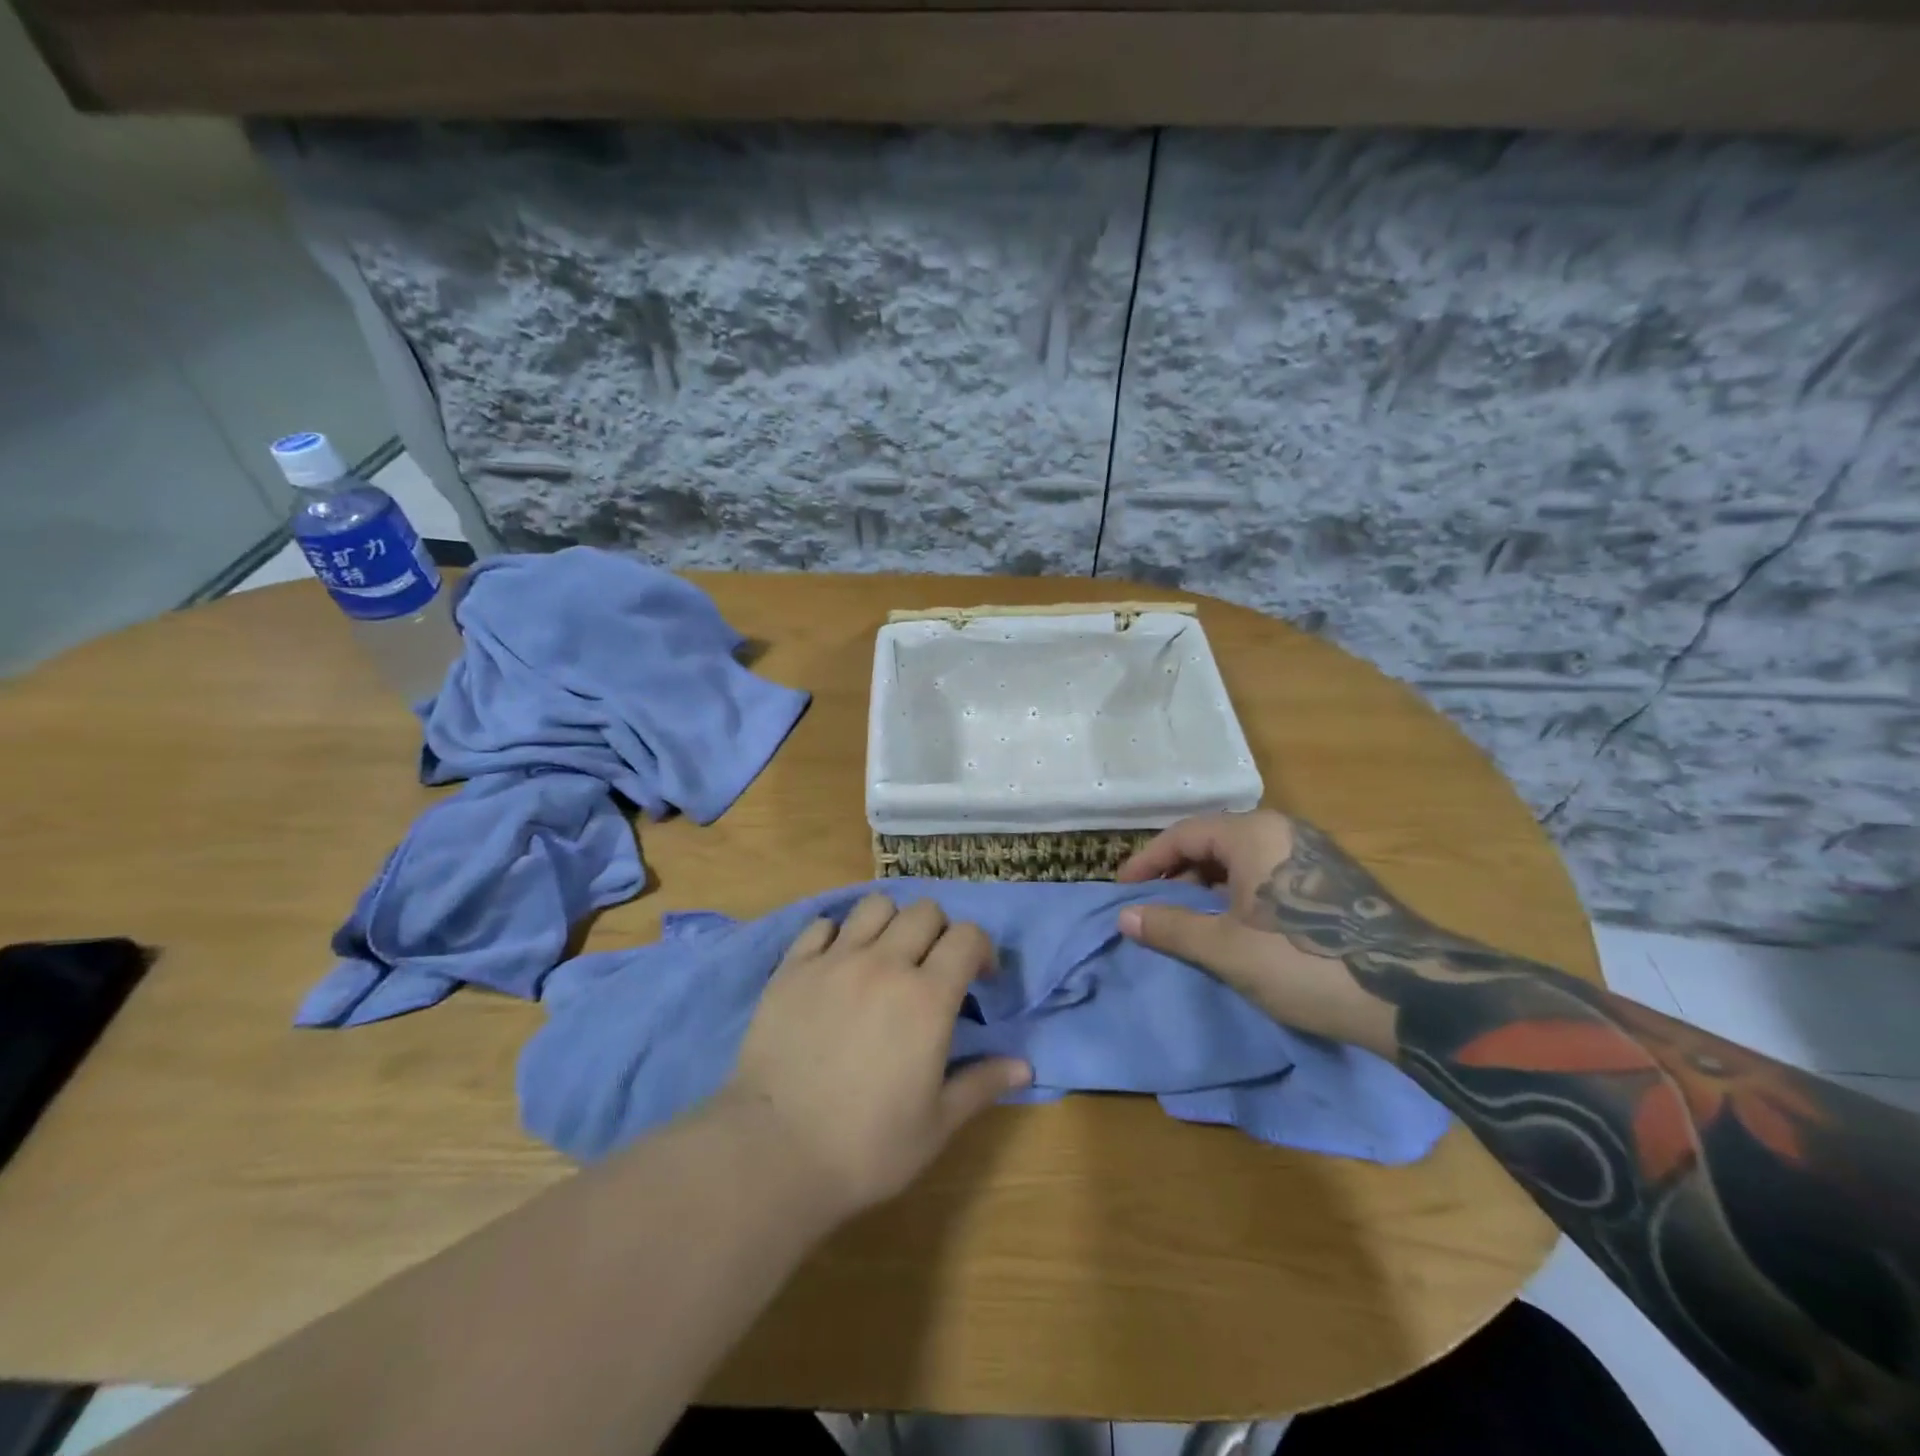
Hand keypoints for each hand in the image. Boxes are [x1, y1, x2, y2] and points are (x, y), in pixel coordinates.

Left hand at [718, 894, 1031, 1220]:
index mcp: (927, 997)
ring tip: (886, 956)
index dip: (981, 949)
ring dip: (891, 923)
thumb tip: (1024, 1066)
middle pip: (924, 911)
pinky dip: (838, 935)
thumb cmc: (866, 1146)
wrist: (774, 1153)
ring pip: (875, 906)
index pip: (967, 936)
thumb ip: (981, 1084)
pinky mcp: (792, 968)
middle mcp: (884, 964)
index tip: (980, 977)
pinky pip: (821, 926)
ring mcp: (834, 961)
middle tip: (933, 968)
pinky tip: (837, 964)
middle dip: (940, 932)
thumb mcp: (936, 1124)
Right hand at [1116, 810, 1397, 1056]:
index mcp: (1253, 834)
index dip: (1147, 861)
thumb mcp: (1226, 949)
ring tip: (1191, 917)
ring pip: (1244, 857)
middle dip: (1178, 872)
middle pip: (1214, 840)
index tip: (1123, 890)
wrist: (1412, 995)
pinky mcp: (1335, 879)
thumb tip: (1124, 917)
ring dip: (1209, 883)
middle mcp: (1283, 830)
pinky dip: (1241, 891)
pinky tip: (1238, 924)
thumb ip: (1171, 928)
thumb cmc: (1304, 962)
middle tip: (1156, 905)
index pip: (1184, 834)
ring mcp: (1314, 853)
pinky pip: (1270, 871)